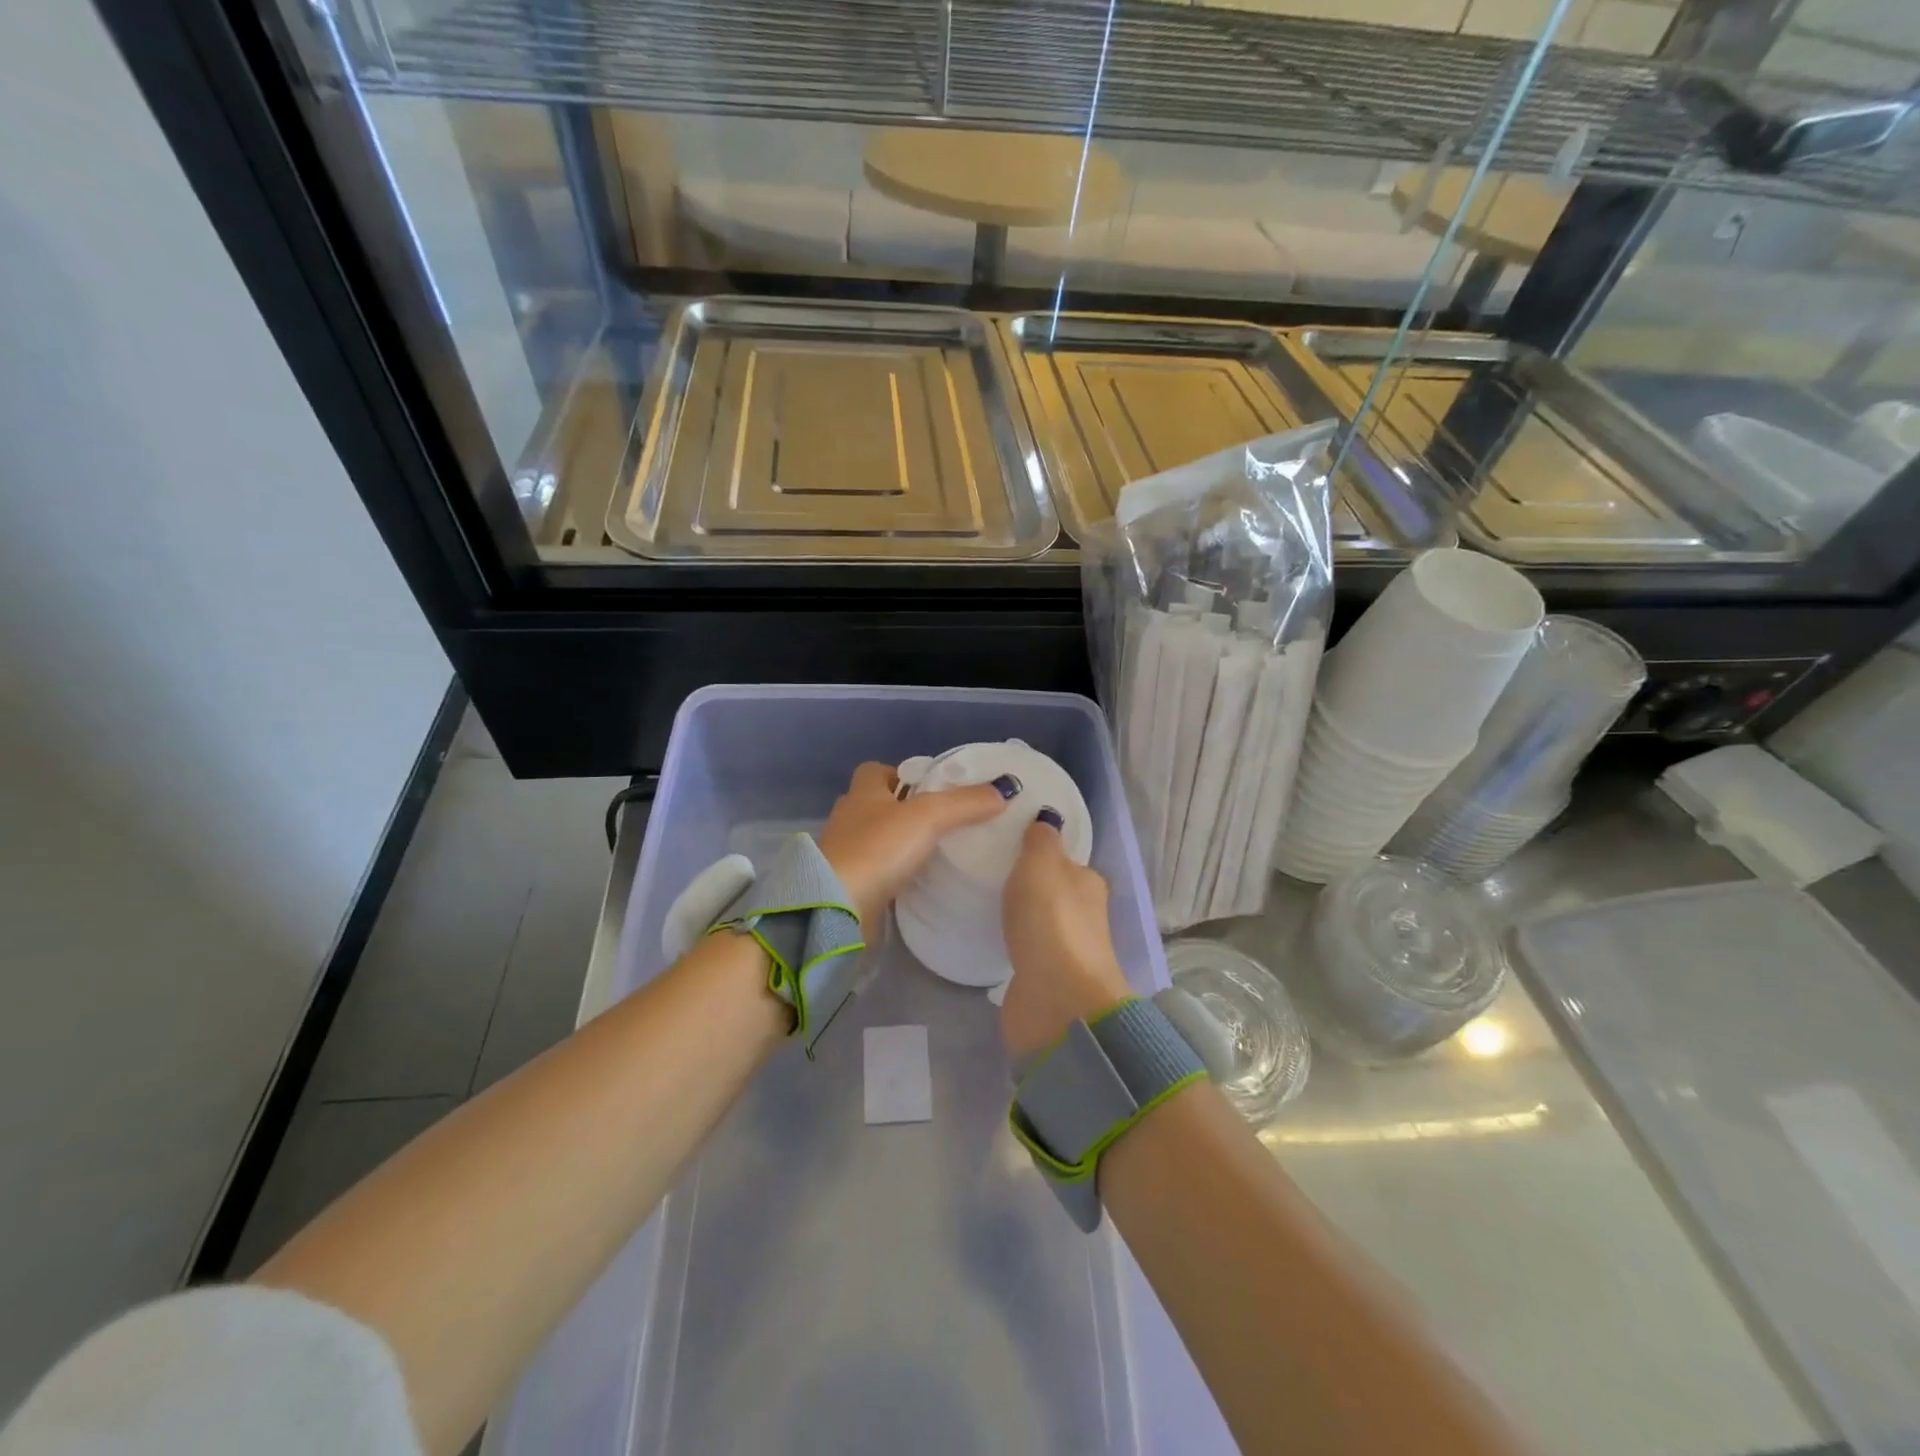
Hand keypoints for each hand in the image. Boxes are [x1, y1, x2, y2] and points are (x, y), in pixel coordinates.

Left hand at [816, 761, 1009, 927]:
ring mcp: (846, 854)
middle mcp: (849, 819)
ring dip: (900, 844)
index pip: (877, 771)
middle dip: (905, 810)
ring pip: (877, 840)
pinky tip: (920, 882)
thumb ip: (965, 802)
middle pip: (878, 805)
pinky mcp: (850, 886)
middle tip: (943, 821)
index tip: (932, 787)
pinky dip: (896, 874)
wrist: (837, 908)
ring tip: (938, 852)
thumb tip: (1005, 789)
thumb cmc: (878, 849)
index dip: (903, 774)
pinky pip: (878, 872)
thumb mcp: (928, 816)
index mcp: (862, 793)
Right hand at [1000, 820, 1131, 1064]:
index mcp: (1088, 884)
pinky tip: (991, 939)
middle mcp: (1083, 916)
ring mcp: (1065, 952)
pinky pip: (1026, 952)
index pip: (1066, 861)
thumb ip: (1041, 841)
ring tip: (984, 903)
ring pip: (1040, 924)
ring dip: (1021, 917)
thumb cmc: (1051, 922)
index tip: (1008, 847)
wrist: (1057, 1001)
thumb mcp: (1042, 865)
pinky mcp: (1046, 981)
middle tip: (988, 873)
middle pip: (1054, 893)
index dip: (1041, 853)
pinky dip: (1014, 945)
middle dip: (1028, 886)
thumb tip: (1047, 818)